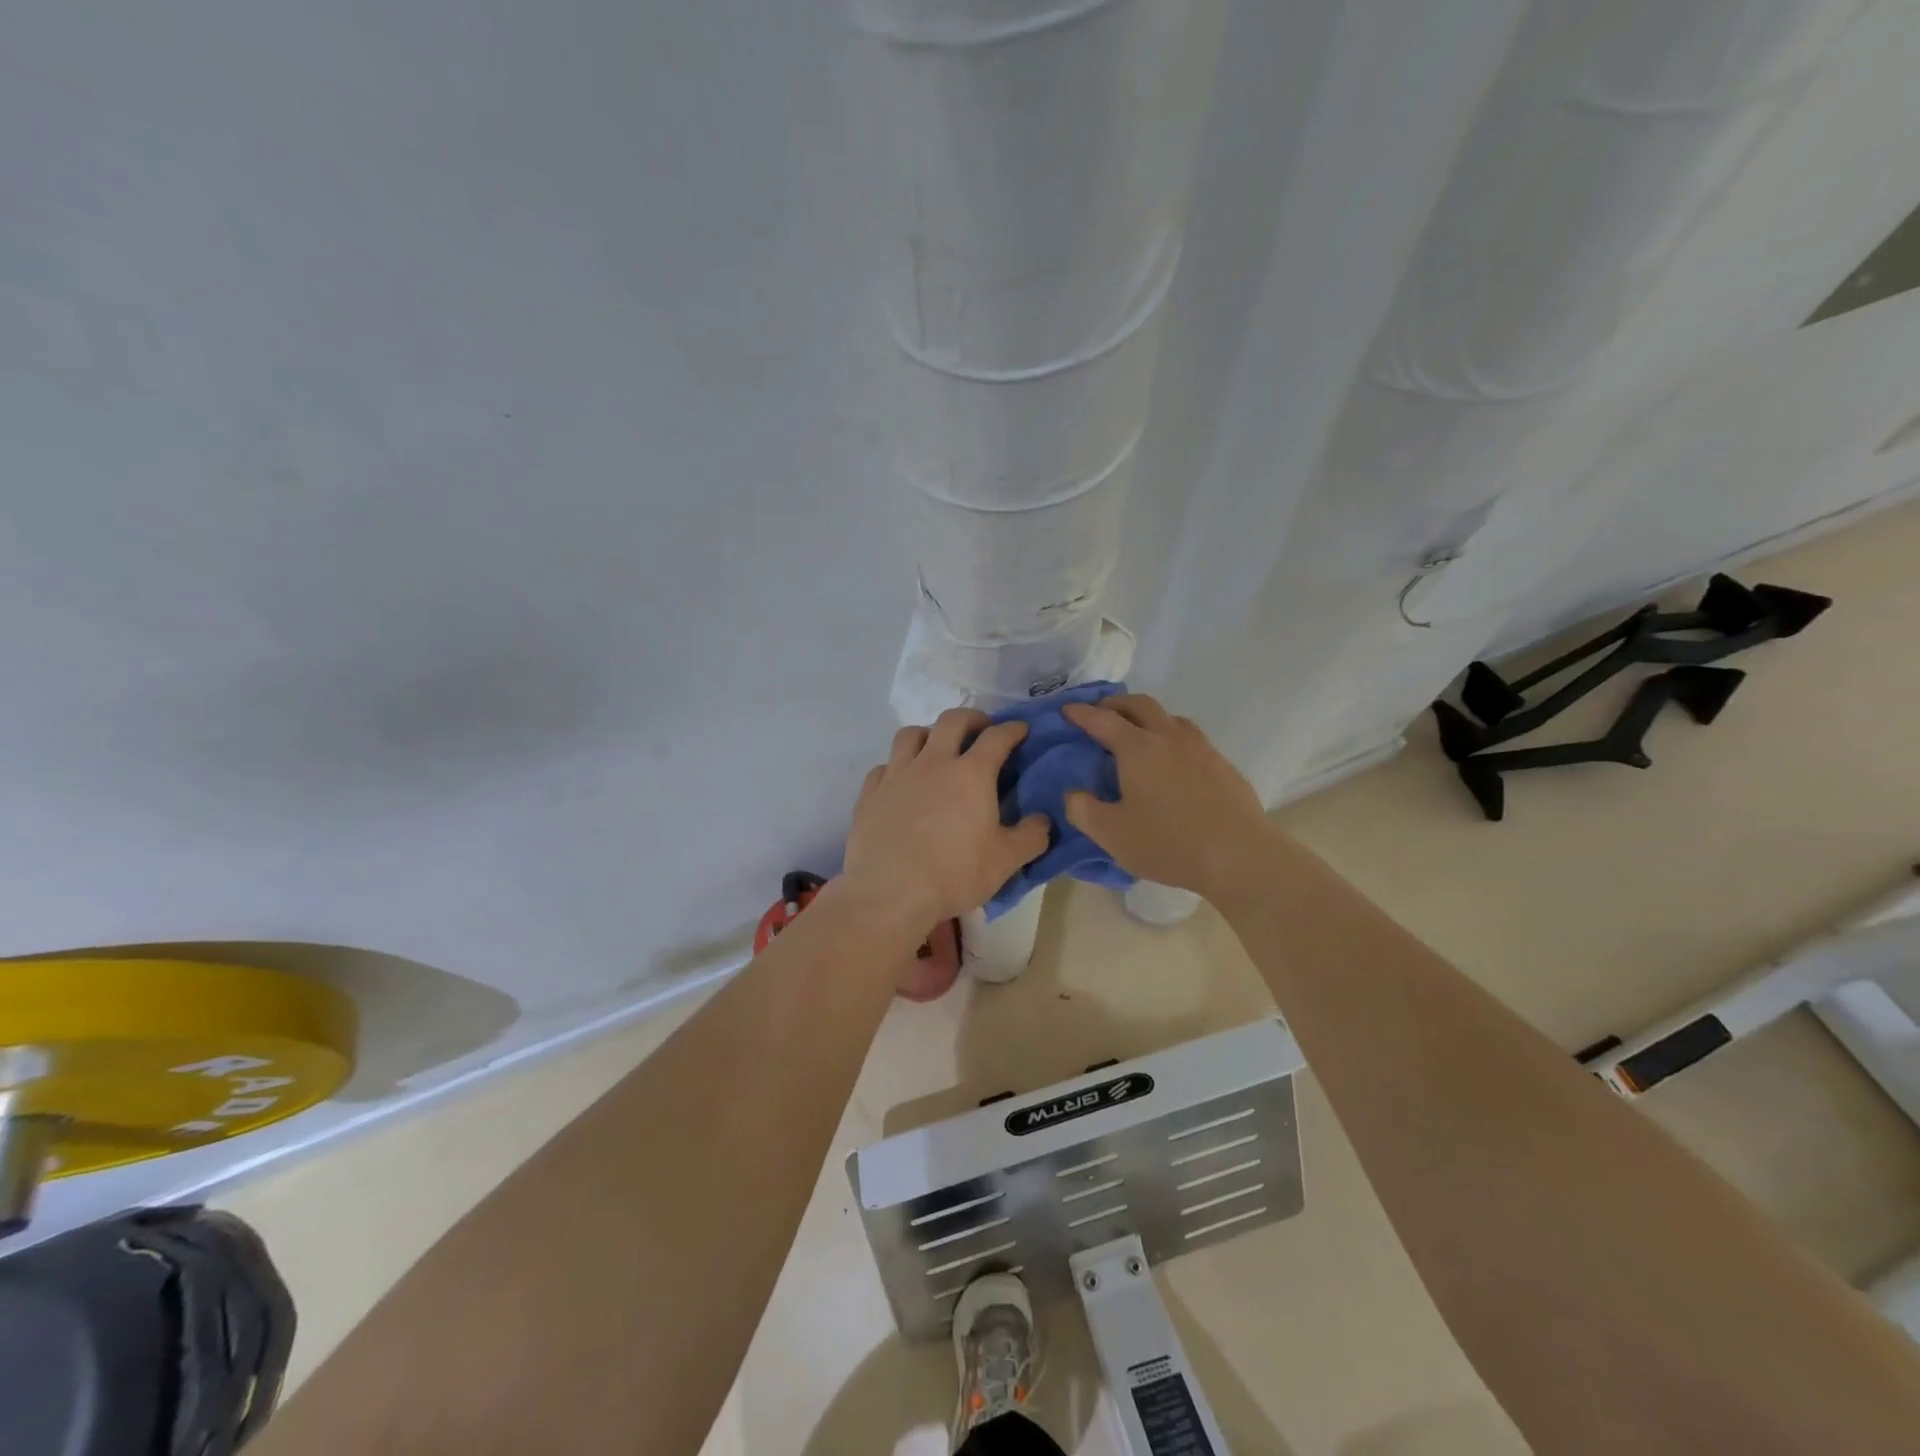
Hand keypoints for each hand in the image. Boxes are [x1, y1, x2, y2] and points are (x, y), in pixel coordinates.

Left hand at [843, 709, 1050, 929]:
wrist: (889, 893)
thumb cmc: (954, 874)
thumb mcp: (1005, 861)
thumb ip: (1031, 837)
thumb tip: (1043, 821)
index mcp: (971, 774)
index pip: (997, 737)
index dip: (1012, 729)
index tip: (1021, 730)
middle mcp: (933, 763)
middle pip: (952, 721)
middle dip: (972, 718)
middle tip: (981, 730)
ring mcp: (897, 775)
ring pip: (911, 735)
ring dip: (929, 734)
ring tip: (937, 748)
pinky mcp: (870, 793)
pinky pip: (884, 766)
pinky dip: (897, 766)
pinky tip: (902, 783)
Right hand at [1062, 694, 1272, 899]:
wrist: (1240, 856)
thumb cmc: (1169, 843)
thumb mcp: (1112, 834)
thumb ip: (1083, 810)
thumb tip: (1074, 794)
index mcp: (1138, 748)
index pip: (1103, 720)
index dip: (1081, 713)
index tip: (1067, 710)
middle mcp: (1170, 737)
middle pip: (1140, 705)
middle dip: (1116, 704)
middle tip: (1101, 713)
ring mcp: (1202, 749)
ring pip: (1170, 718)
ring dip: (1148, 717)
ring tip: (1138, 734)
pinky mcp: (1223, 766)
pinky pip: (1191, 739)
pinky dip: (1172, 738)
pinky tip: (1173, 763)